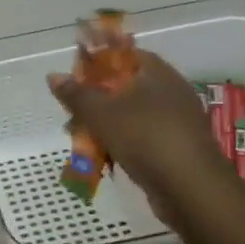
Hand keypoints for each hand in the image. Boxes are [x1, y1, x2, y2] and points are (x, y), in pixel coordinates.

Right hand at [47, 48, 232, 218]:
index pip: (125, 54)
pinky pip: (142, 137)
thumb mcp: (101, 113)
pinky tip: (103, 158)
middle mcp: (171, 92)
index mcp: (157, 73)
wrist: (191, 189)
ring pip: (132, 115)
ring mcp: (177, 121)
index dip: (98, 61)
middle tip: (73, 112)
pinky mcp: (177, 148)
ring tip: (80, 139)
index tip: (75, 76)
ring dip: (105, 124)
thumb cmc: (145, 138)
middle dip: (96, 99)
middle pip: (126, 86)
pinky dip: (122, 143)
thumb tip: (53, 75)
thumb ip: (76, 94)